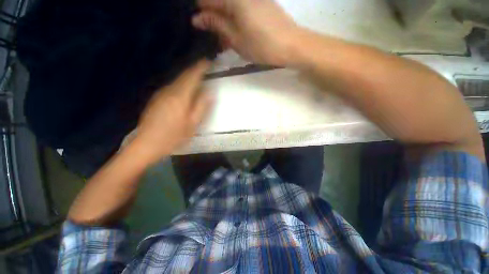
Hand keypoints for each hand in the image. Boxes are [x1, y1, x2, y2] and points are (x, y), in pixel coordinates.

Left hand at [133, 60, 212, 163]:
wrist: (147, 144)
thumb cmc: (173, 136)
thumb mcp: (192, 124)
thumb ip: (201, 106)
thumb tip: (210, 92)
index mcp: (180, 97)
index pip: (191, 76)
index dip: (200, 67)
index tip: (208, 62)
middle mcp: (169, 91)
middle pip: (183, 76)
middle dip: (195, 70)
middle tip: (205, 68)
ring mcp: (161, 94)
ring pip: (177, 80)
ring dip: (188, 77)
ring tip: (198, 77)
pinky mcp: (157, 99)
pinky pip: (172, 86)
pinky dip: (182, 84)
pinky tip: (186, 89)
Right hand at [192, 0, 300, 65]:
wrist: (291, 45)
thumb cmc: (262, 45)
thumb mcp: (236, 39)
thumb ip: (216, 25)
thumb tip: (197, 18)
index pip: (206, 1)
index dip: (199, 13)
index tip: (197, 27)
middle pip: (219, 2)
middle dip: (212, 18)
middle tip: (212, 36)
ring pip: (230, 7)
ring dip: (224, 21)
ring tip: (224, 38)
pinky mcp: (261, 3)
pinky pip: (241, 8)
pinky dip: (235, 20)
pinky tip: (235, 33)